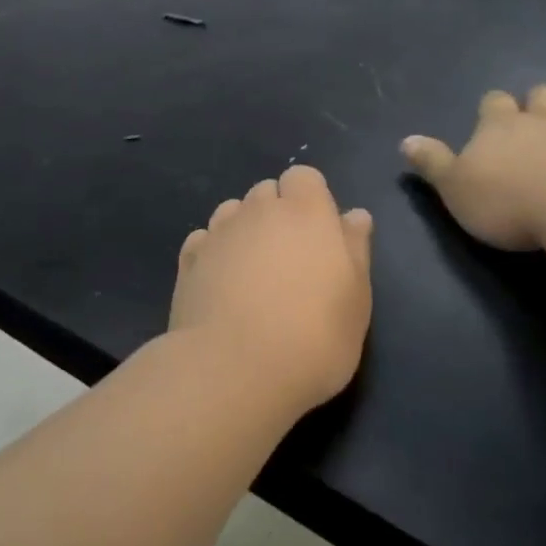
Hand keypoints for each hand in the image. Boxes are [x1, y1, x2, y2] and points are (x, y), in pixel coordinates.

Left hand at [169, 165, 373, 411]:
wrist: (234, 369)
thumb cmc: (313, 336)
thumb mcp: (356, 299)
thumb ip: (355, 248)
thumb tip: (354, 215)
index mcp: (305, 211)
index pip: (303, 177)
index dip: (310, 199)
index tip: (319, 236)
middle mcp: (258, 210)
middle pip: (266, 192)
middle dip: (277, 213)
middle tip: (289, 261)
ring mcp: (218, 232)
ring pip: (232, 212)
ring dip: (244, 230)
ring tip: (252, 273)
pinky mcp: (188, 259)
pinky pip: (204, 240)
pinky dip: (214, 253)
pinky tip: (221, 285)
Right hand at [402, 86, 545, 251]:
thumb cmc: (511, 203)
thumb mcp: (456, 188)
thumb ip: (433, 163)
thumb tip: (405, 140)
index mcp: (501, 125)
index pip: (493, 103)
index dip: (493, 109)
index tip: (493, 121)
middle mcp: (544, 117)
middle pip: (542, 94)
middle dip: (539, 102)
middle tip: (538, 120)